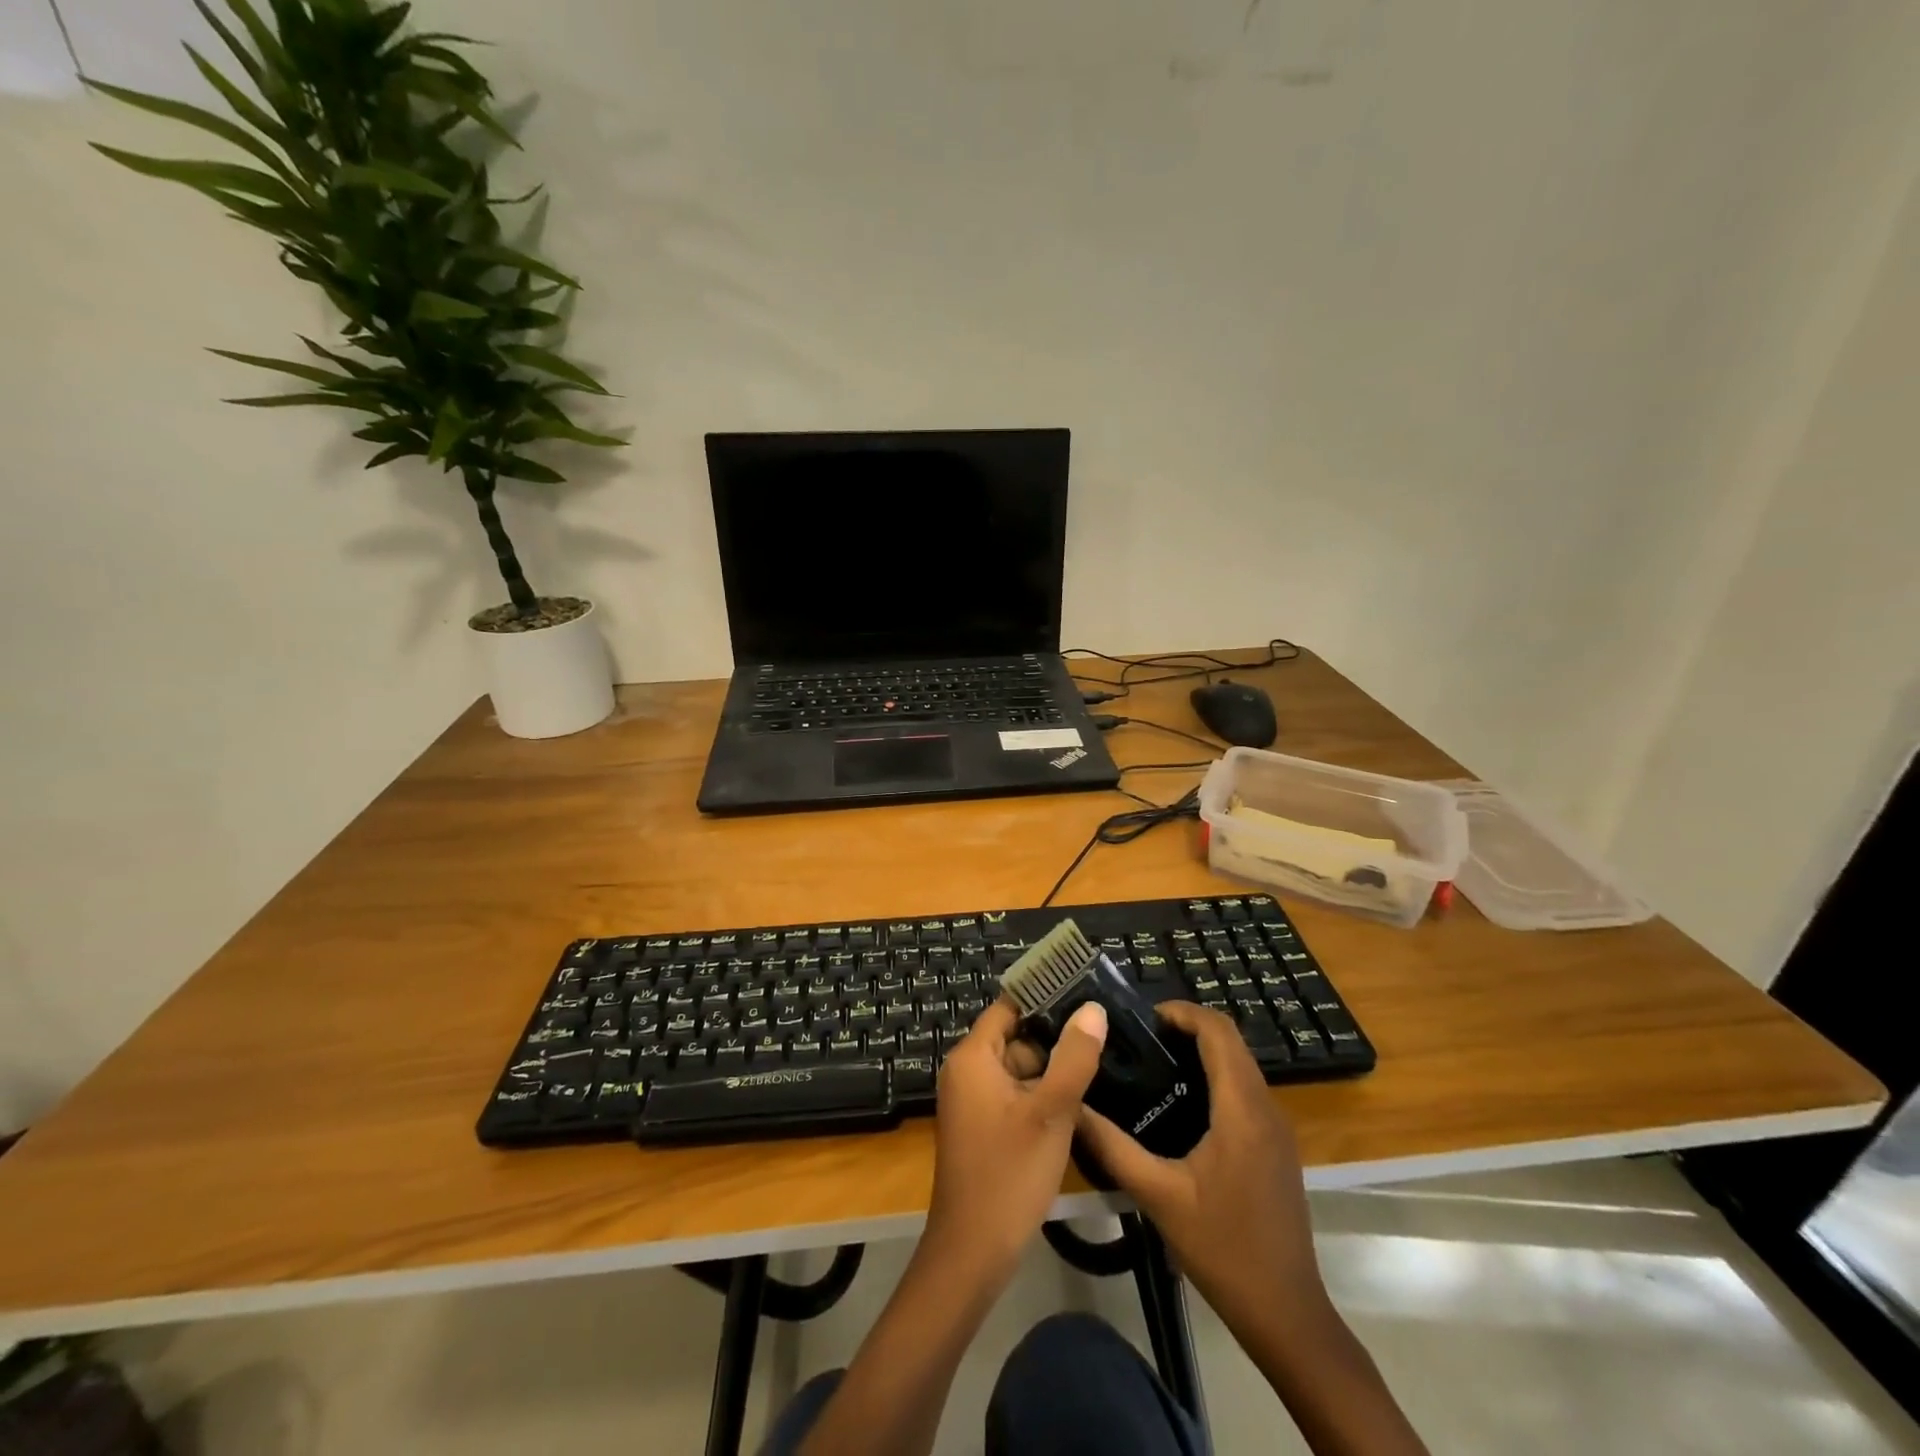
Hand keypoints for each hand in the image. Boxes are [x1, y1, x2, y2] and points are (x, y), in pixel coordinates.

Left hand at [923, 996, 1108, 1284]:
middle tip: (1105, 1033)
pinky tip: (1080, 1102)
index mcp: (973, 1056)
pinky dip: (1042, 1095)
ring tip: (1102, 1063)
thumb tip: (1092, 1009)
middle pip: (1016, 1038)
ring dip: (1053, 1070)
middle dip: (1056, 1038)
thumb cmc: (1009, 1174)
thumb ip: (1074, 1057)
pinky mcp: (983, 1126)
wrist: (972, 1253)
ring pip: (1019, 1069)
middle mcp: (967, 1071)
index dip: (1045, 997)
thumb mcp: (1051, 1112)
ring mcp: (973, 1101)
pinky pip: (1015, 1094)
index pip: (1009, 1007)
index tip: (1086, 992)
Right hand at [1075, 1001, 1330, 1342]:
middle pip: (1232, 1042)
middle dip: (1188, 1027)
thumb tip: (1072, 1107)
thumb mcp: (1158, 1197)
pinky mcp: (1277, 1147)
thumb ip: (1112, 1147)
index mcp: (1242, 1110)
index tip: (1143, 1017)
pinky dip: (1216, 1076)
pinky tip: (1182, 1103)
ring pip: (1241, 1065)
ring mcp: (1277, 1129)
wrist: (1286, 1313)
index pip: (1219, 1032)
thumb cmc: (1223, 1249)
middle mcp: (1266, 1108)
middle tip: (1141, 1038)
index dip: (1183, 1012)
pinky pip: (1246, 1090)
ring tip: (1154, 1062)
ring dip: (1203, 1050)